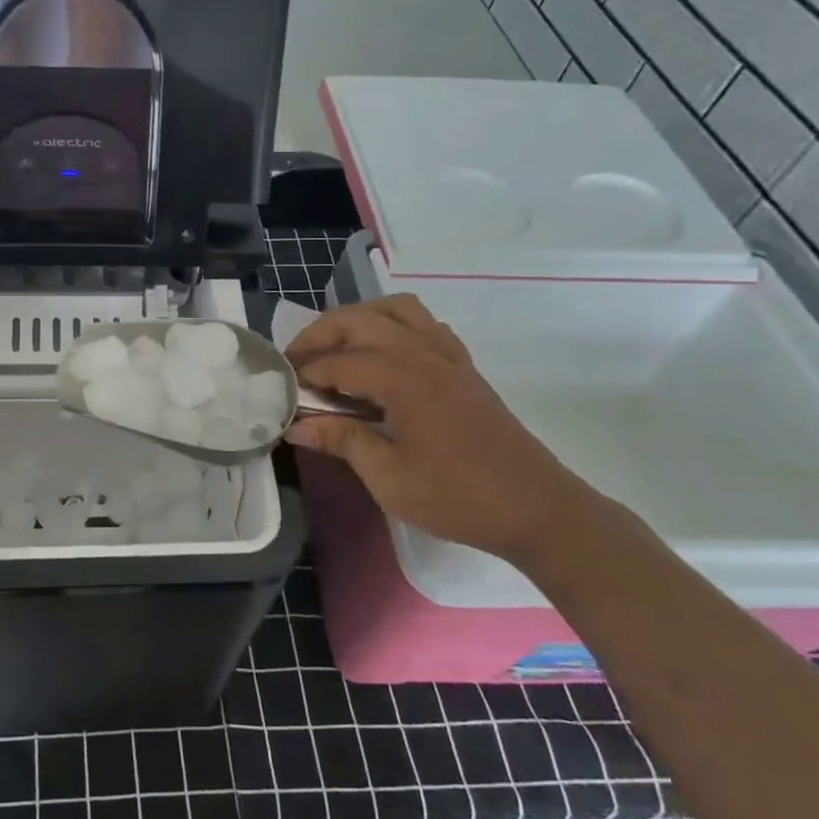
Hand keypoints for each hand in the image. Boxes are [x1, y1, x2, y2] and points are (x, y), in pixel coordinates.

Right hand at [285, 296, 602, 564]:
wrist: (536, 508)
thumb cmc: (458, 497)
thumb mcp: (389, 478)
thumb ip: (342, 441)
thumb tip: (296, 425)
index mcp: (403, 379)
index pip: (338, 362)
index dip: (305, 375)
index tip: (282, 391)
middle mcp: (424, 353)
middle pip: (360, 320)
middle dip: (320, 334)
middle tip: (296, 362)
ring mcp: (448, 356)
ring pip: (395, 310)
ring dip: (358, 319)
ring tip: (336, 348)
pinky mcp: (463, 367)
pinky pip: (423, 324)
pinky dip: (393, 326)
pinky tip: (382, 356)